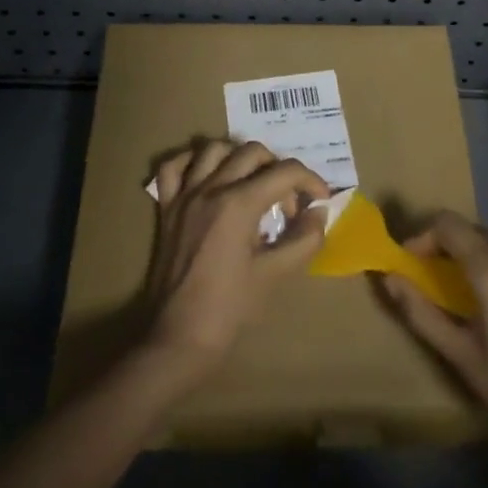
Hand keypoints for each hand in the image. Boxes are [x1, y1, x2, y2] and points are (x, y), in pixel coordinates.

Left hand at [140, 140, 328, 379]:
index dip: (311, 180)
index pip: (285, 172)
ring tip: (252, 183)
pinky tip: (209, 176)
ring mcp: (184, 195)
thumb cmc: (230, 308)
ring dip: (239, 158)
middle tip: (286, 203)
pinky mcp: (166, 208)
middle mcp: (210, 188)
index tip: (320, 200)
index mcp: (238, 203)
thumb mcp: (275, 275)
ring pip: (214, 149)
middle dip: (279, 170)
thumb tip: (319, 212)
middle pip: (252, 152)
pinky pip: (173, 167)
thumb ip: (303, 239)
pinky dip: (193, 162)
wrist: (179, 338)